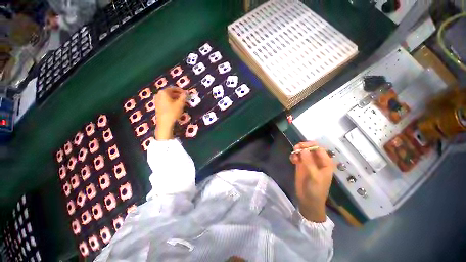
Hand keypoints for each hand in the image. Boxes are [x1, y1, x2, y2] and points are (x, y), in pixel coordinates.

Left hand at [154, 87, 186, 139]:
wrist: (165, 123)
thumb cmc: (173, 112)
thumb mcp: (180, 104)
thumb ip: (184, 97)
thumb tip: (186, 92)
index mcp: (163, 92)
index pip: (173, 88)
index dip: (181, 91)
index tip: (187, 94)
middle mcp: (159, 95)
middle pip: (170, 93)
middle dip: (178, 95)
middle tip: (185, 98)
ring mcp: (157, 101)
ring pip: (168, 97)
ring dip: (176, 99)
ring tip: (182, 103)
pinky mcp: (158, 106)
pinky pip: (166, 101)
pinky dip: (172, 102)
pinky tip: (177, 106)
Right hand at [290, 141, 333, 221]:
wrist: (308, 201)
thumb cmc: (315, 190)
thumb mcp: (314, 177)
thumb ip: (309, 163)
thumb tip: (303, 149)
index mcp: (325, 163)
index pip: (319, 148)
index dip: (310, 145)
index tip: (301, 147)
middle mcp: (317, 161)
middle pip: (310, 148)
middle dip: (302, 147)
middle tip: (295, 149)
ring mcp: (308, 163)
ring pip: (303, 151)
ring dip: (297, 151)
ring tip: (293, 158)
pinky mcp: (301, 165)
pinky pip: (297, 156)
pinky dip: (294, 156)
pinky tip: (292, 160)